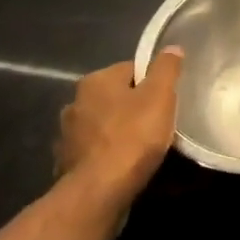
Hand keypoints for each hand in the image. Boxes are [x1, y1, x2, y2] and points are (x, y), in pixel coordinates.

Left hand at [55, 50, 183, 209]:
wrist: (99, 192)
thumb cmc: (133, 136)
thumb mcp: (160, 96)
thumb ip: (166, 68)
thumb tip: (172, 47)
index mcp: (95, 81)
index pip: (131, 70)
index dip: (153, 82)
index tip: (168, 99)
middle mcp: (75, 103)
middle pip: (116, 97)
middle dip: (135, 107)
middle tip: (160, 122)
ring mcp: (68, 136)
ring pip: (104, 125)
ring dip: (120, 132)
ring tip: (145, 147)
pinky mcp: (68, 164)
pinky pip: (96, 152)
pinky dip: (109, 155)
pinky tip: (126, 166)